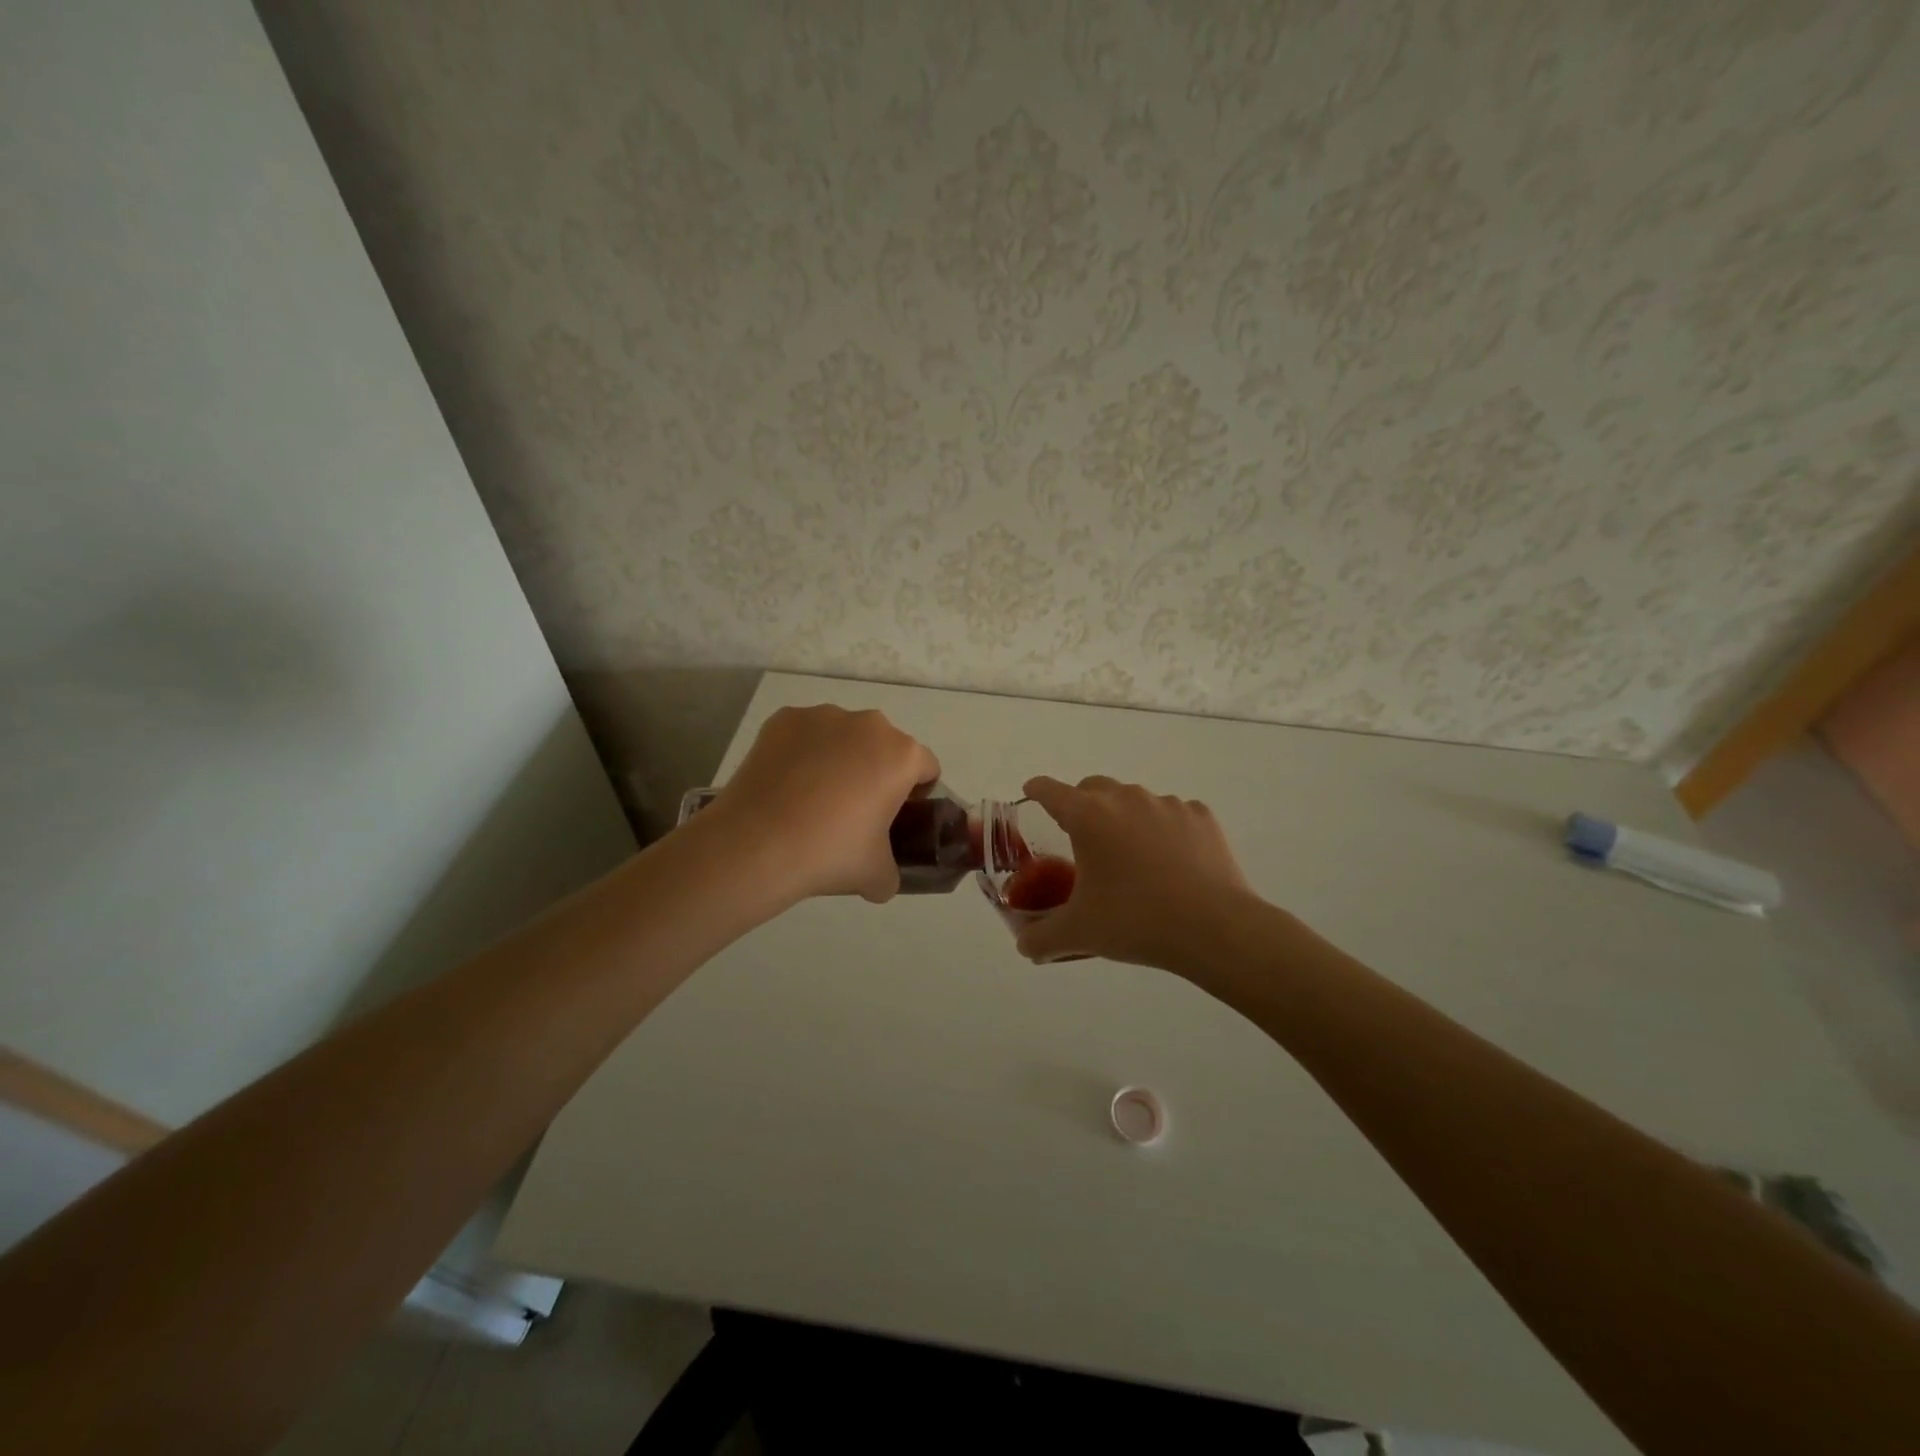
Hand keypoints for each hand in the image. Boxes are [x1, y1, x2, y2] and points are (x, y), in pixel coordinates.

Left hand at [705, 705, 939, 904]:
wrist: (756, 844)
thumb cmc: (830, 854)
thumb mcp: (878, 877)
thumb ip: (892, 872)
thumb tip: (882, 875)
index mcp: (901, 755)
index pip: (925, 768)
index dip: (916, 794)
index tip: (895, 818)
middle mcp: (868, 724)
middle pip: (884, 746)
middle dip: (876, 771)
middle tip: (853, 811)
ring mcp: (823, 716)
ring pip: (844, 736)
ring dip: (839, 758)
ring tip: (812, 798)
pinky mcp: (784, 719)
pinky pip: (805, 735)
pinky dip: (802, 753)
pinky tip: (786, 785)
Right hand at [1014, 775, 1256, 969]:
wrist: (1214, 928)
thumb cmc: (1135, 922)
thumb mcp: (1079, 934)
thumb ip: (1041, 938)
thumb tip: (1024, 946)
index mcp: (1088, 816)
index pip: (1050, 790)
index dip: (1036, 791)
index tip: (1031, 796)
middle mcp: (1125, 798)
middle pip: (1093, 788)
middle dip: (1082, 806)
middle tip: (1082, 840)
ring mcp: (1167, 804)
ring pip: (1134, 800)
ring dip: (1125, 819)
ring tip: (1131, 857)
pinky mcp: (1200, 817)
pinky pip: (1172, 815)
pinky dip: (1164, 830)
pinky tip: (1170, 862)